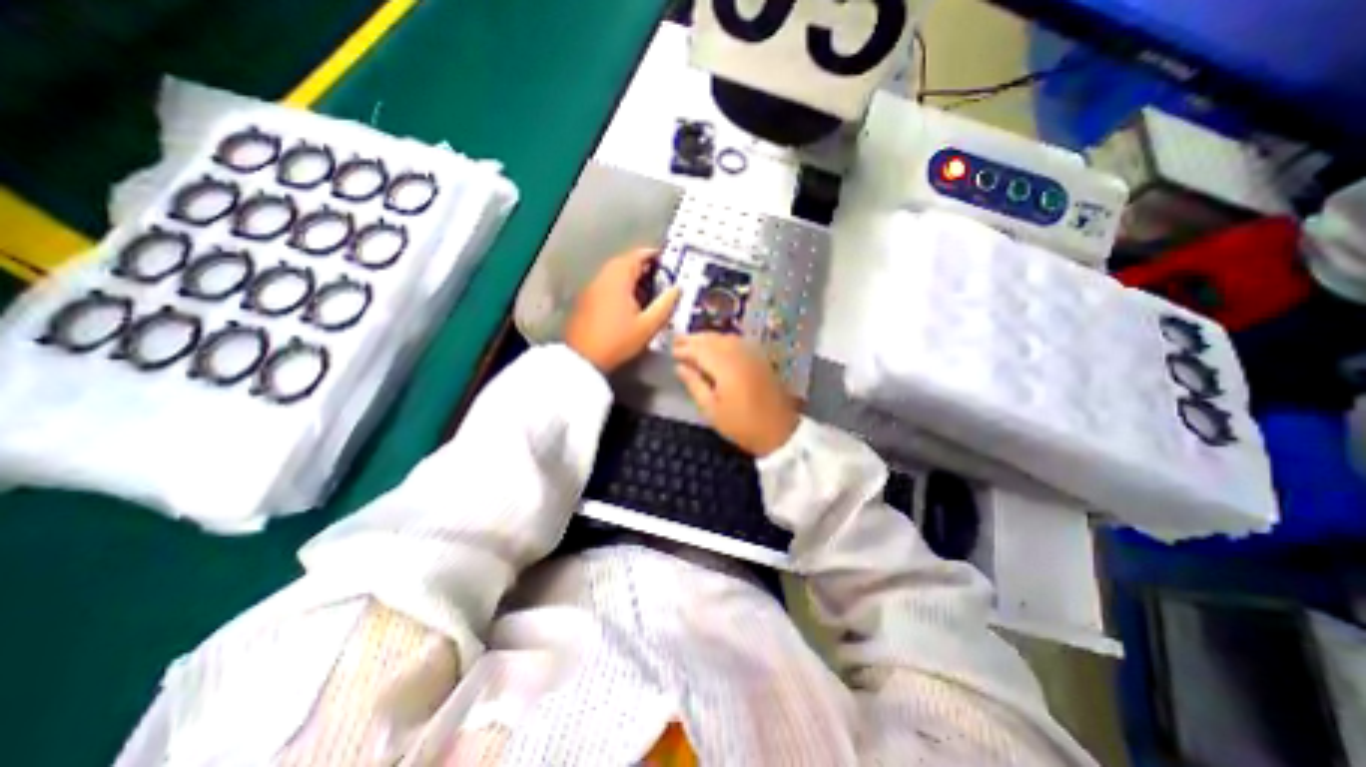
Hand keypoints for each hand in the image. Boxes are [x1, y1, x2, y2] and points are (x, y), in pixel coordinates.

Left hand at [565, 249, 679, 373]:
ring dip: (632, 277)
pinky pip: (607, 284)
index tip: (668, 262)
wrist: (584, 358)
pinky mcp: (587, 299)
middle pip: (625, 262)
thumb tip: (677, 289)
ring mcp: (592, 287)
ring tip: (649, 292)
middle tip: (661, 278)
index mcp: (619, 278)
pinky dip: (621, 286)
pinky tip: (631, 303)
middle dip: (644, 267)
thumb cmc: (618, 340)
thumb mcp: (648, 325)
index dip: (654, 256)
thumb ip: (665, 304)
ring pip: (615, 273)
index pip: (638, 255)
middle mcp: (603, 277)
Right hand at [671, 330, 801, 454]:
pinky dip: (722, 339)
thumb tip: (680, 367)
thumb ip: (694, 385)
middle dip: (693, 339)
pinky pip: (737, 341)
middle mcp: (739, 355)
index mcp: (725, 367)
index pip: (699, 350)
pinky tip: (716, 345)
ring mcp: (752, 355)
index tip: (671, 352)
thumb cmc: (742, 426)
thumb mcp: (712, 410)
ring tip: (692, 342)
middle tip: (677, 341)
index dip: (684, 349)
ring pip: (725, 337)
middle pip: (712, 339)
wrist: (780, 432)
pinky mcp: (760, 359)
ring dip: (707, 337)